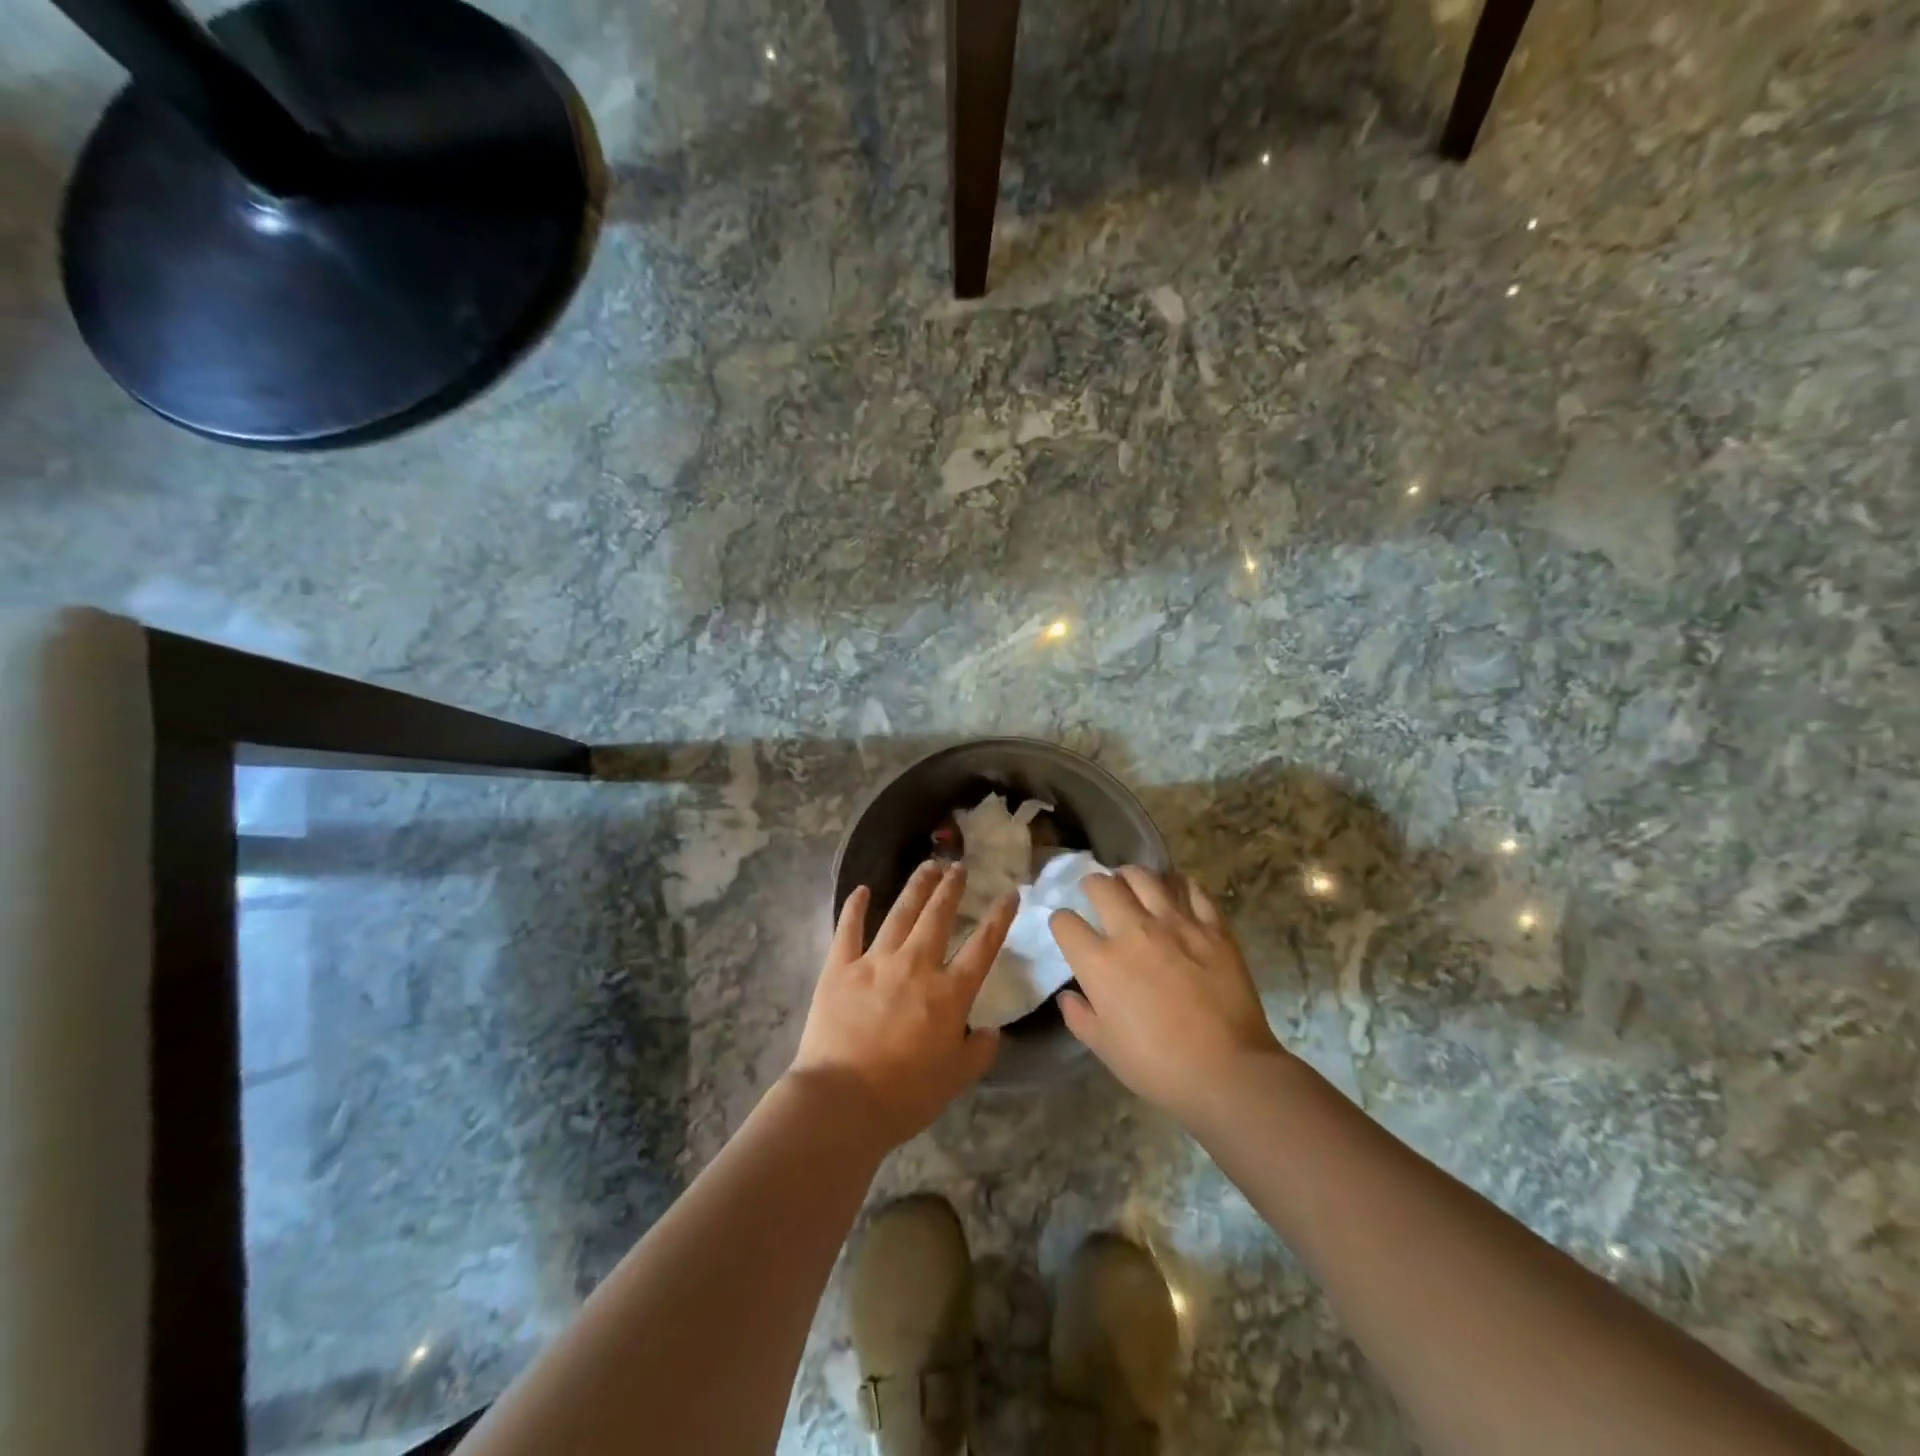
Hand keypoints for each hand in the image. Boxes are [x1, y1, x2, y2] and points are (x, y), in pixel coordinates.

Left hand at [788, 861, 1013, 1149]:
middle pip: (938, 916)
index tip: (1009, 893)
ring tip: (928, 866)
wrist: (842, 1102)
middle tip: (959, 866)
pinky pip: (848, 929)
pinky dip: (855, 907)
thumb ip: (978, 1052)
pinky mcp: (840, 967)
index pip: (983, 946)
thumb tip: (991, 1031)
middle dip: (952, 888)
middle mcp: (916, 966)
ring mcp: (876, 961)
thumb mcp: (956, 1080)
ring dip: (916, 887)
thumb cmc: (904, 1096)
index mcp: (949, 993)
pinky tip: (862, 889)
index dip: (999, 917)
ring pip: (900, 913)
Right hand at [1052, 867, 1284, 1122]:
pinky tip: (1175, 891)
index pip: (1065, 922)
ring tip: (1131, 883)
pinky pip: (1192, 889)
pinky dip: (1179, 885)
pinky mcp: (1212, 927)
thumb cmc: (1157, 1066)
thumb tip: (1068, 996)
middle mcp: (1133, 931)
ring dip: (1130, 876)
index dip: (1061, 922)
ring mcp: (1175, 924)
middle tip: (1097, 894)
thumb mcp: (1104, 1048)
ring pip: (1144, 877)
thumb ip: (1079, 1016)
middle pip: (1102, 886)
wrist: (1227, 1072)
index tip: (1068, 930)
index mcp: (1100, 962)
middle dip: (1092, 885)